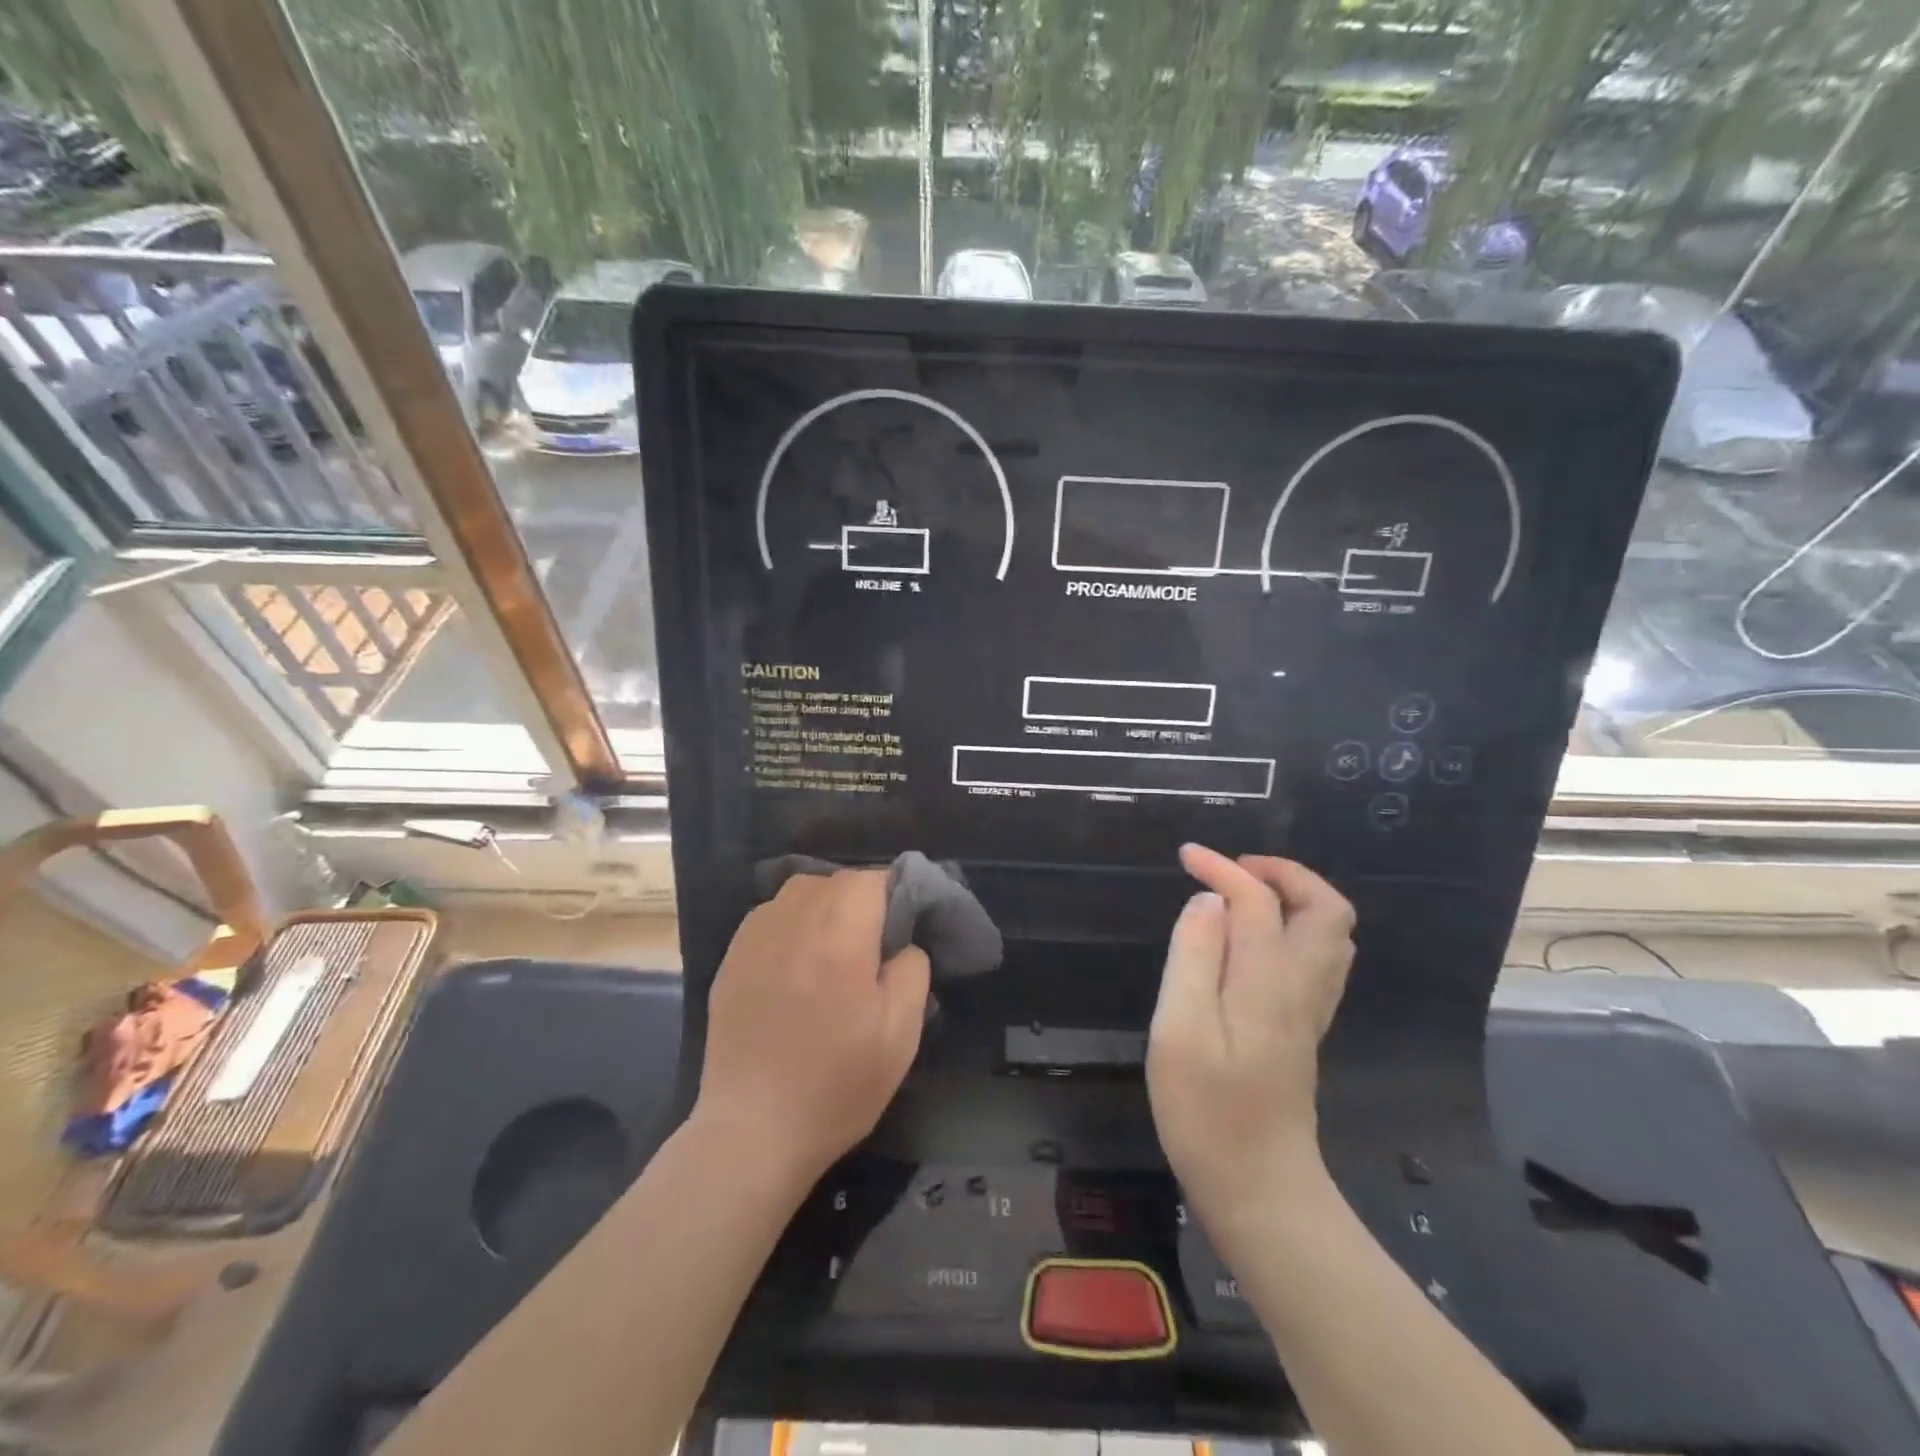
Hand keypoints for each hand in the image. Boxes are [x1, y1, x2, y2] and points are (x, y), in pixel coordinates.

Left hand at [694, 870, 930, 1187]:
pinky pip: (769, 918)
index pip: (872, 878)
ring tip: (832, 951)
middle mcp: (792, 919)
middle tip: (871, 946)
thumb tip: (902, 941)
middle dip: (859, 900)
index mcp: (839, 931)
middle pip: (833, 880)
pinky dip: (790, 926)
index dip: (894, 895)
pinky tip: (794, 966)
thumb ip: (912, 967)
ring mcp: (753, 937)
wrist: (754, 1131)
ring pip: (798, 893)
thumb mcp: (901, 1030)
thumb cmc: (837, 1082)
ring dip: (822, 908)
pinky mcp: (730, 959)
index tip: (902, 929)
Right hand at [1146, 844, 1355, 1233]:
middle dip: (1283, 874)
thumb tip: (1209, 900)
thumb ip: (1195, 956)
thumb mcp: (1180, 1030)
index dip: (1222, 868)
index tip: (1185, 856)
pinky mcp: (1303, 1030)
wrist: (1258, 1189)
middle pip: (1326, 908)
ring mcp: (1309, 1010)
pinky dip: (1295, 928)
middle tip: (1231, 871)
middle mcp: (1301, 986)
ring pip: (1331, 935)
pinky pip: (1319, 959)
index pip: (1258, 899)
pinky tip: (1254, 942)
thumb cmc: (1207, 1111)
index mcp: (1268, 979)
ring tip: (1242, 896)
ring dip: (1294, 899)